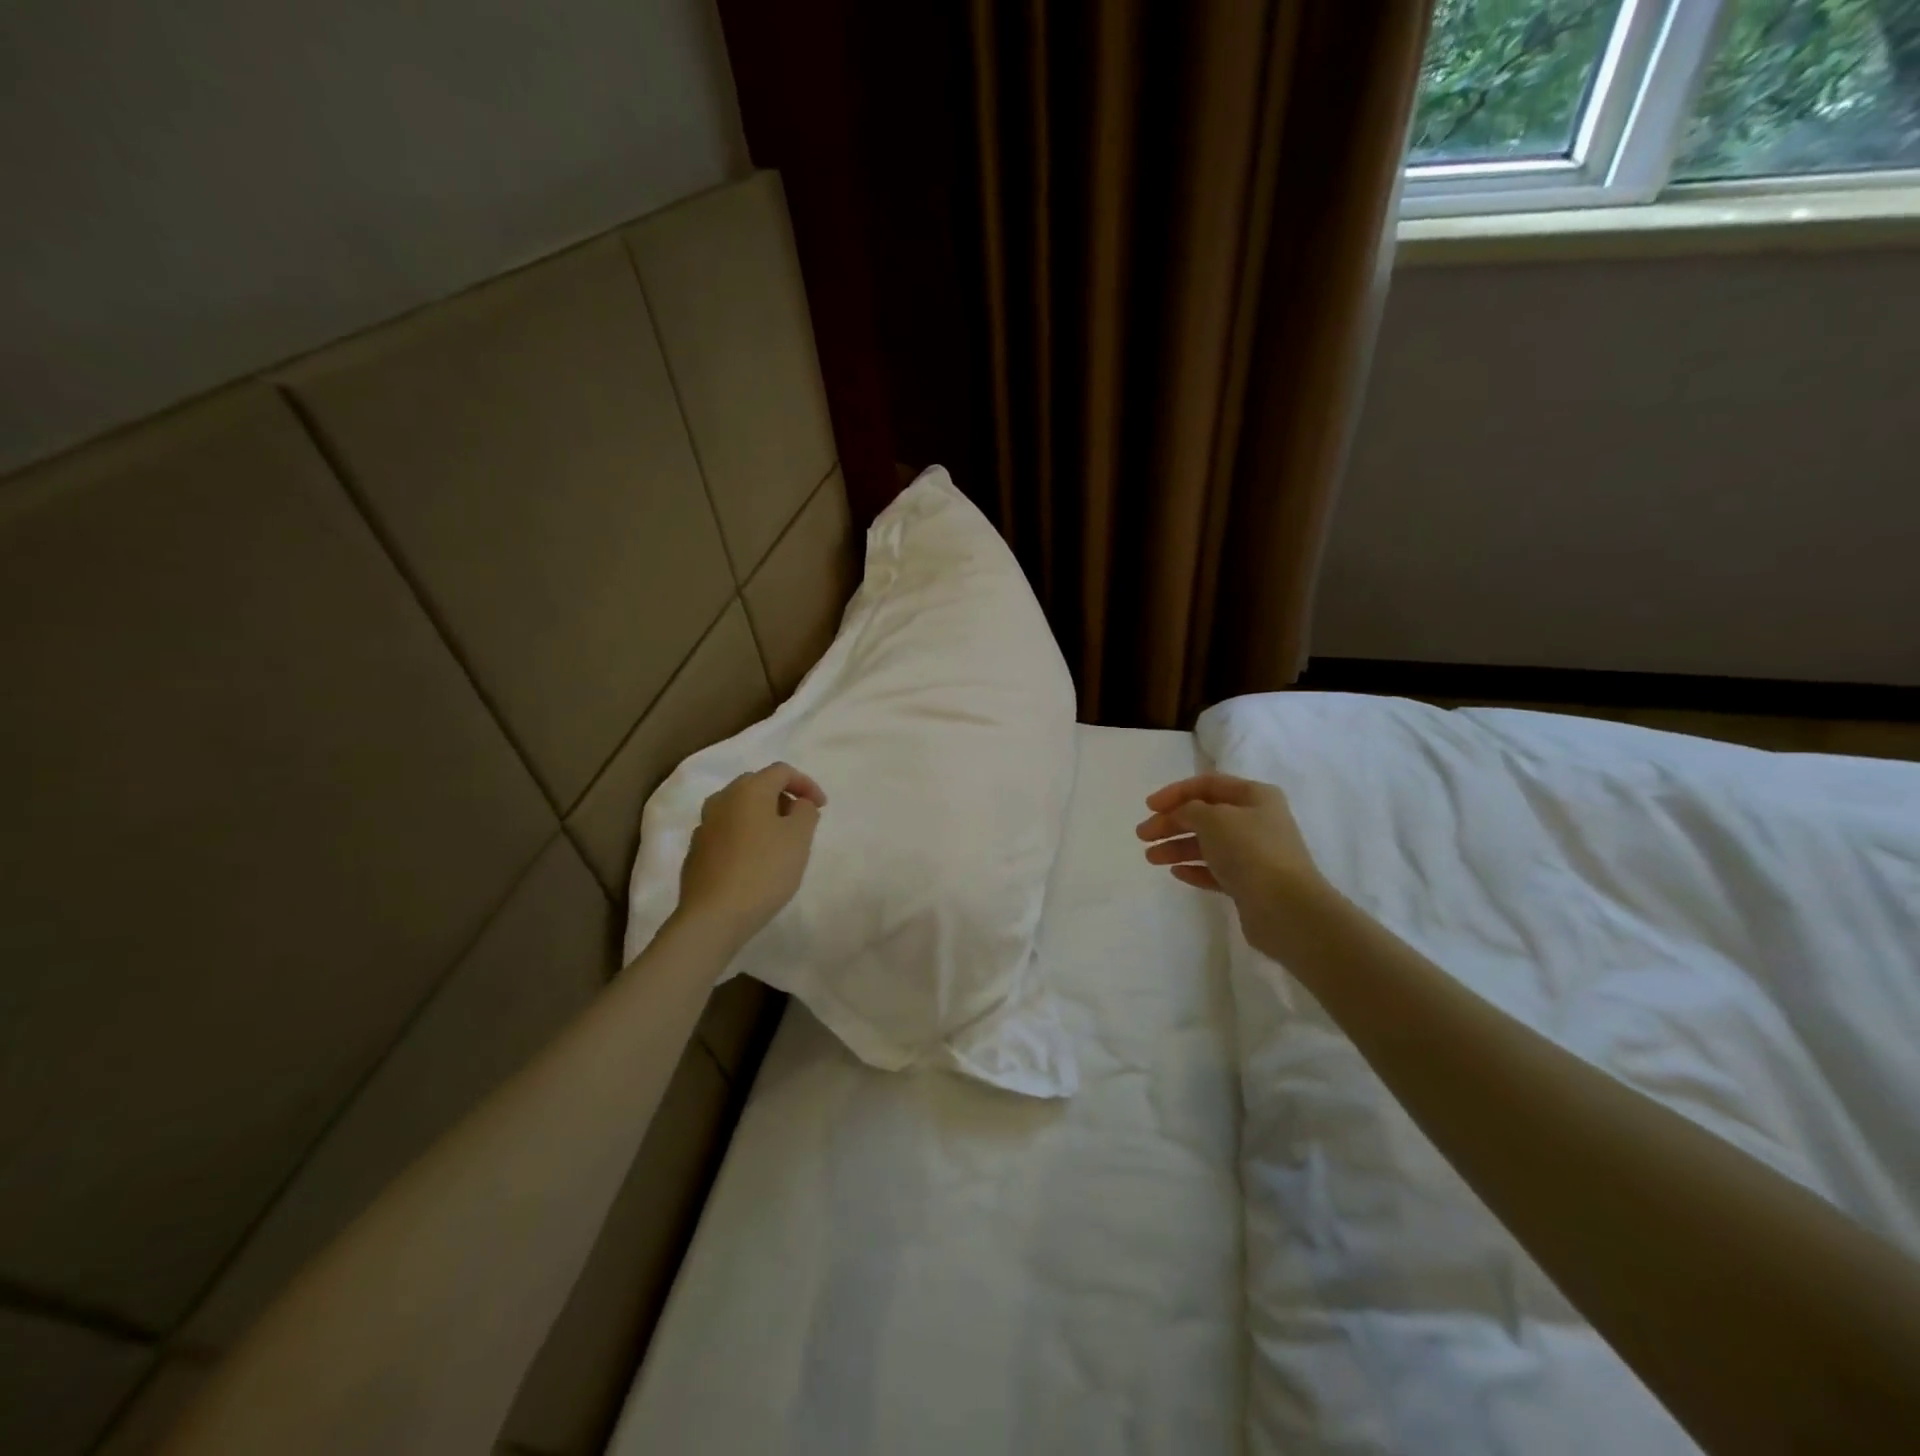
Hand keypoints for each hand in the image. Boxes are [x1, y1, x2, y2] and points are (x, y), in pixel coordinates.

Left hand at [675, 763, 825, 950]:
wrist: (713, 916)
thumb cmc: (764, 871)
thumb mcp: (799, 838)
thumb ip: (805, 812)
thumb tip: (798, 804)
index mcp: (748, 790)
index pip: (781, 771)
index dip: (807, 784)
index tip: (822, 807)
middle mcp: (721, 800)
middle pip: (757, 786)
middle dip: (783, 798)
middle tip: (801, 821)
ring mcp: (704, 826)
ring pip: (739, 809)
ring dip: (762, 817)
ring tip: (779, 843)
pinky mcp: (697, 851)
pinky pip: (727, 832)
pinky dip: (745, 836)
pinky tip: (754, 861)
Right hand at [1135, 773, 1323, 915]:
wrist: (1286, 908)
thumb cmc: (1250, 851)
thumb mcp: (1214, 819)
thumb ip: (1189, 810)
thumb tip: (1181, 814)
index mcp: (1254, 796)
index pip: (1208, 785)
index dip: (1176, 792)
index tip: (1149, 807)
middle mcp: (1257, 821)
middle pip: (1205, 815)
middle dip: (1171, 822)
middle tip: (1143, 835)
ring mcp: (1254, 854)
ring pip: (1207, 844)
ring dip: (1177, 847)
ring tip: (1151, 858)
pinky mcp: (1249, 884)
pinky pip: (1215, 870)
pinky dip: (1194, 869)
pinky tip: (1175, 872)